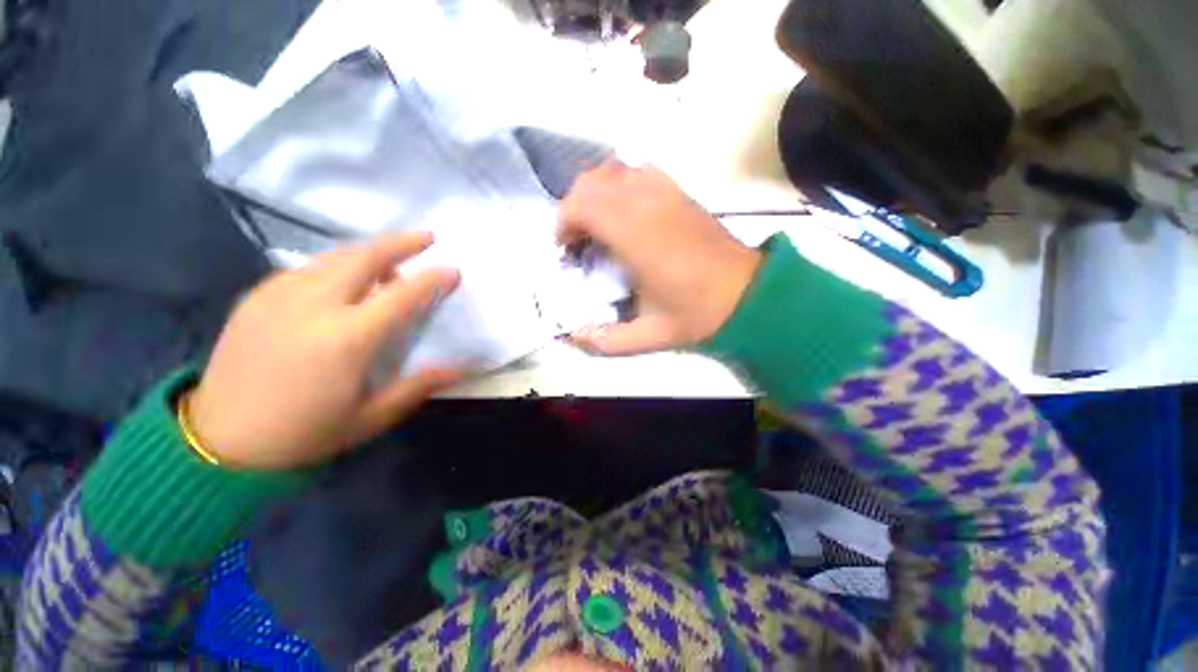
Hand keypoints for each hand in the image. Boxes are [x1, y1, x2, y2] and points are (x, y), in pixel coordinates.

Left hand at [186, 232, 462, 470]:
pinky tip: (342, 279)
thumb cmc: (304, 433)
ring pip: (333, 257)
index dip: (432, 280)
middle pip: (364, 258)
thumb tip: (461, 369)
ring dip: (369, 252)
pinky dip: (334, 265)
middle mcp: (314, 306)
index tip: (453, 270)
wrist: (219, 442)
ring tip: (390, 259)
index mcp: (348, 339)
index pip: (402, 295)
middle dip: (401, 243)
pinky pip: (305, 268)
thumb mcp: (370, 417)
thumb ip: (418, 387)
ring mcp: (279, 296)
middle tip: (427, 237)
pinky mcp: (256, 298)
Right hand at [559, 162, 761, 354]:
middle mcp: (648, 205)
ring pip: (614, 170)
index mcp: (637, 238)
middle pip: (592, 182)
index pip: (584, 205)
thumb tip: (570, 335)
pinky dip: (619, 185)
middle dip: (573, 208)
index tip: (566, 249)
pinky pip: (638, 171)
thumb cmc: (697, 314)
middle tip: (577, 241)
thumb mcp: (649, 336)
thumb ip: (605, 340)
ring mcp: (666, 192)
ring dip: (595, 194)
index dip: (564, 222)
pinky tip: (624, 214)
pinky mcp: (679, 191)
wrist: (747, 294)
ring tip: (597, 226)